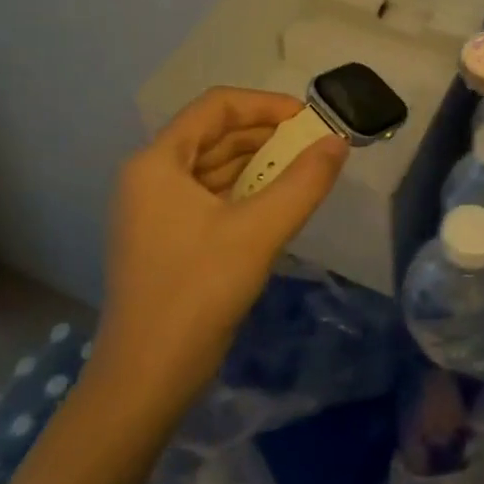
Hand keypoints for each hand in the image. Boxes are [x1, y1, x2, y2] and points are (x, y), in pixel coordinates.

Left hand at [95, 87, 347, 410]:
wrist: (145, 380)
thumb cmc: (197, 293)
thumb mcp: (258, 232)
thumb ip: (303, 183)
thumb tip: (338, 143)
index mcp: (157, 162)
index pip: (215, 107)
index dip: (264, 104)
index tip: (307, 117)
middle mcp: (148, 175)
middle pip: (211, 133)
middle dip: (263, 132)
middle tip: (311, 141)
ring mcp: (151, 208)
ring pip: (210, 165)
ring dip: (255, 160)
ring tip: (301, 164)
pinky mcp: (162, 237)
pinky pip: (206, 194)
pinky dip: (241, 188)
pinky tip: (274, 198)